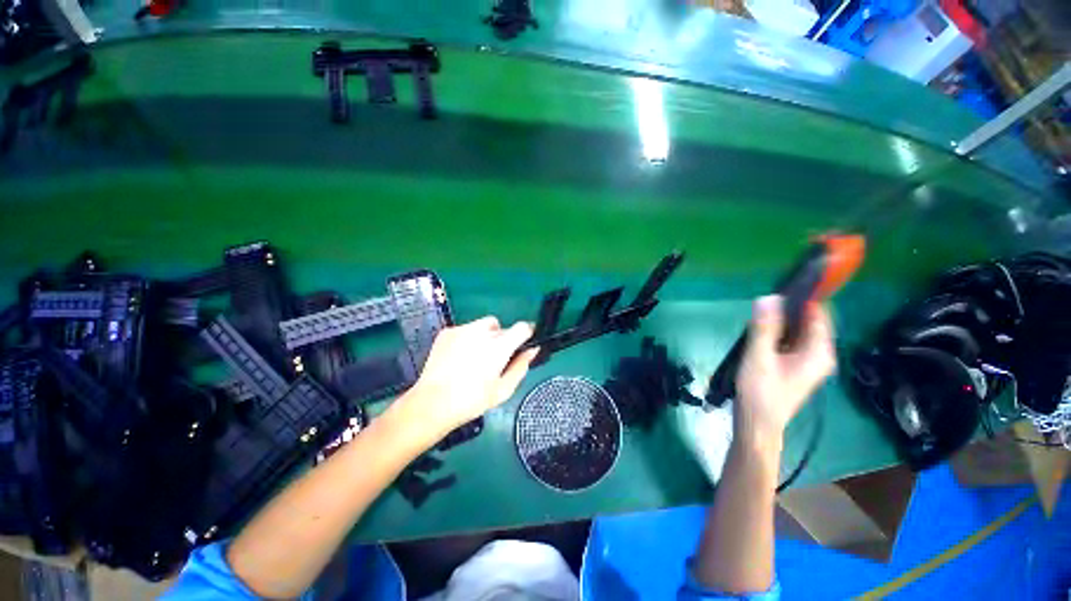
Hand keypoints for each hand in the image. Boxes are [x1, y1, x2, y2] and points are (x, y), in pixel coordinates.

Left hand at [401, 316, 538, 440]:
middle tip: (495, 359)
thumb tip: (533, 349)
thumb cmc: (471, 401)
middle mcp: (482, 332)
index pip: (522, 327)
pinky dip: (468, 338)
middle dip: (503, 339)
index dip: (527, 333)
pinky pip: (466, 329)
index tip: (524, 342)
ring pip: (483, 326)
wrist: (431, 404)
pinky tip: (459, 357)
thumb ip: (521, 366)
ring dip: (486, 336)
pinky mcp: (447, 332)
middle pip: (502, 327)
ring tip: (476, 357)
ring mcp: (462, 329)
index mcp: (499, 346)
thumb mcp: (503, 390)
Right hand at [735, 295, 835, 440]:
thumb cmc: (761, 392)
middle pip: (809, 321)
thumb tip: (768, 297)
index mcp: (819, 352)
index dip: (804, 297)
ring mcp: (808, 360)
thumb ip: (764, 327)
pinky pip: (791, 339)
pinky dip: (778, 331)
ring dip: (781, 320)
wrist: (758, 423)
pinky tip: (761, 331)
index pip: (819, 314)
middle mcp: (820, 354)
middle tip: (763, 304)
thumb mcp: (759, 357)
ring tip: (759, 316)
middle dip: (788, 309)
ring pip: (798, 330)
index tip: (782, 285)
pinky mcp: (795, 365)